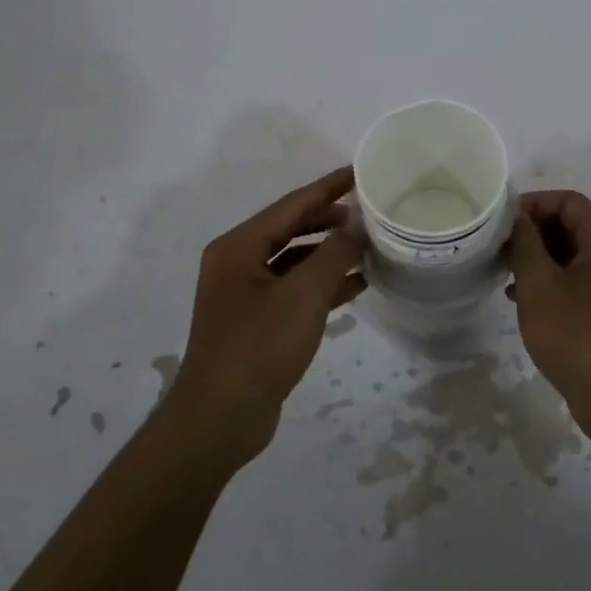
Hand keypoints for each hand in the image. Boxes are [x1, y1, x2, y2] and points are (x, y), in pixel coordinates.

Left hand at [168, 166, 366, 467]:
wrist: (220, 419)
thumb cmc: (259, 347)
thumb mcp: (304, 295)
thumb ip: (334, 253)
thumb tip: (357, 223)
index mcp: (239, 246)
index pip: (291, 205)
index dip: (328, 187)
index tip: (359, 171)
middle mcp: (238, 263)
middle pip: (291, 228)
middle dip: (330, 219)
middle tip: (369, 211)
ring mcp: (245, 294)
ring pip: (295, 260)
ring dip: (330, 253)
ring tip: (370, 246)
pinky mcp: (257, 321)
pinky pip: (294, 289)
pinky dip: (322, 284)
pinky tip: (356, 285)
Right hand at [507, 190, 590, 438]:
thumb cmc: (577, 334)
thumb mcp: (540, 284)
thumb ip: (525, 243)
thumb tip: (517, 217)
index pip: (567, 201)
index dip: (532, 204)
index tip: (500, 222)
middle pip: (570, 225)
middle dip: (532, 232)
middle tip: (496, 246)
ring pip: (570, 255)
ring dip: (536, 258)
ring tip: (502, 269)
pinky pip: (575, 281)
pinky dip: (548, 282)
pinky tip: (517, 297)